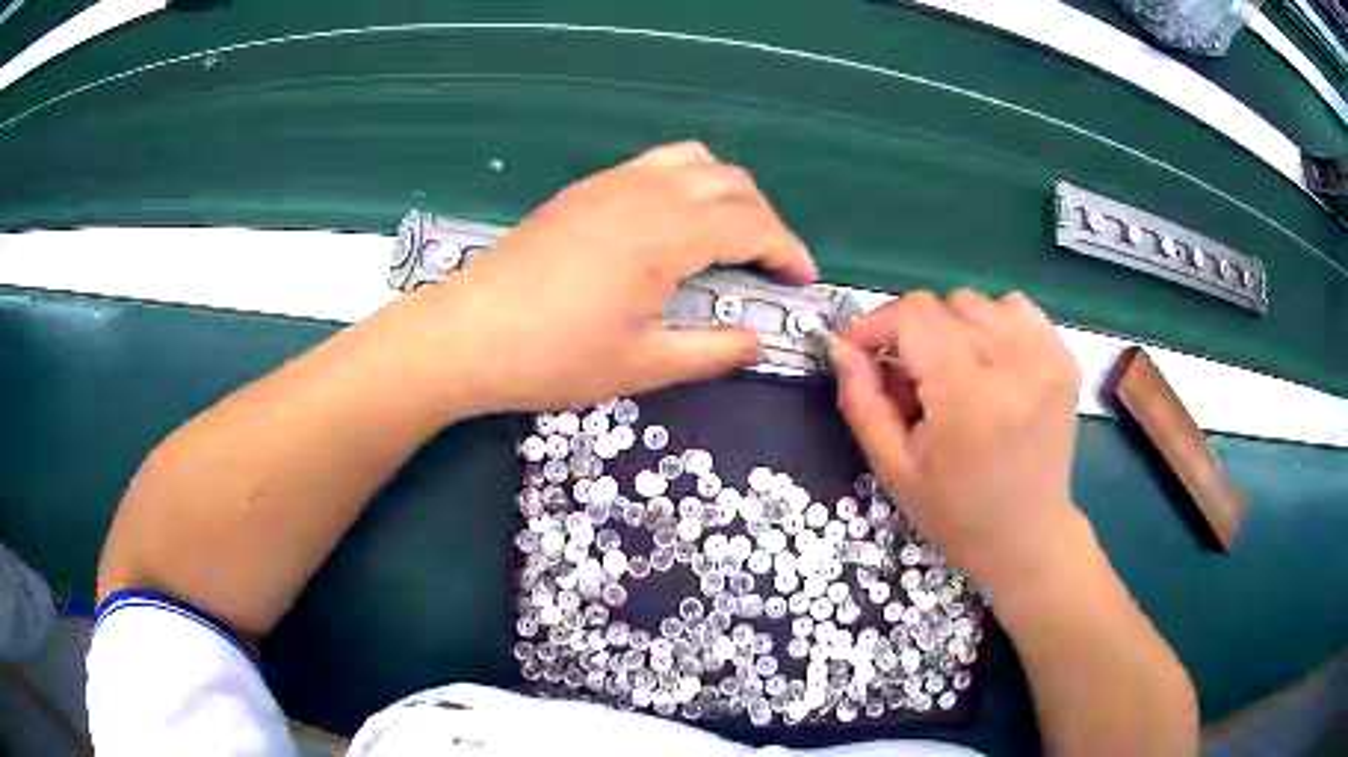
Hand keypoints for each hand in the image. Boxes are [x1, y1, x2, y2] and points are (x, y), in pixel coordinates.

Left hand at [413, 141, 816, 414]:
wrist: (467, 333)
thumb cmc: (554, 357)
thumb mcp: (643, 365)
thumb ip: (713, 351)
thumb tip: (760, 343)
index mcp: (667, 233)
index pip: (753, 224)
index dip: (788, 249)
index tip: (804, 280)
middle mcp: (647, 191)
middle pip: (732, 184)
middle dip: (765, 221)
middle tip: (769, 266)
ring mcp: (612, 182)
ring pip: (695, 162)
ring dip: (728, 194)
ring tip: (729, 237)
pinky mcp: (587, 189)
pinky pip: (657, 165)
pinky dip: (688, 183)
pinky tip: (675, 224)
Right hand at [830, 289, 1081, 586]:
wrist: (1027, 535)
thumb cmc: (956, 513)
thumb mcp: (894, 468)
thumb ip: (862, 401)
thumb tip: (841, 346)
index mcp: (971, 399)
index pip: (915, 316)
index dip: (877, 324)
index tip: (860, 349)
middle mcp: (1017, 366)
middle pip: (945, 304)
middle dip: (913, 334)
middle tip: (910, 380)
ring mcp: (1048, 358)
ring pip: (978, 301)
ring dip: (952, 328)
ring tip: (952, 373)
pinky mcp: (1064, 358)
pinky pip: (1016, 309)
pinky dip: (992, 324)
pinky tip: (988, 363)